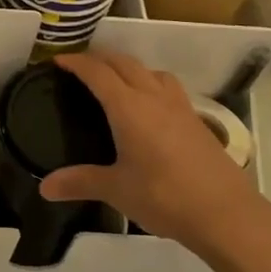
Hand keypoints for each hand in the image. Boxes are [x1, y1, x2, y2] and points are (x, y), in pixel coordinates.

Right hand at [39, 51, 270, 258]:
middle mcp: (154, 97)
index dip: (76, 62)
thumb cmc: (164, 196)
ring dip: (130, 67)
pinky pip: (168, 88)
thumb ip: (80, 183)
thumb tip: (45, 188)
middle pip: (124, 62)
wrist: (225, 213)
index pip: (97, 72)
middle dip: (100, 58)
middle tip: (81, 67)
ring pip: (151, 71)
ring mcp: (180, 106)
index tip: (58, 60)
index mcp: (128, 107)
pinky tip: (149, 108)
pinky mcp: (197, 120)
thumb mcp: (116, 190)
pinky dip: (150, 84)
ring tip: (116, 82)